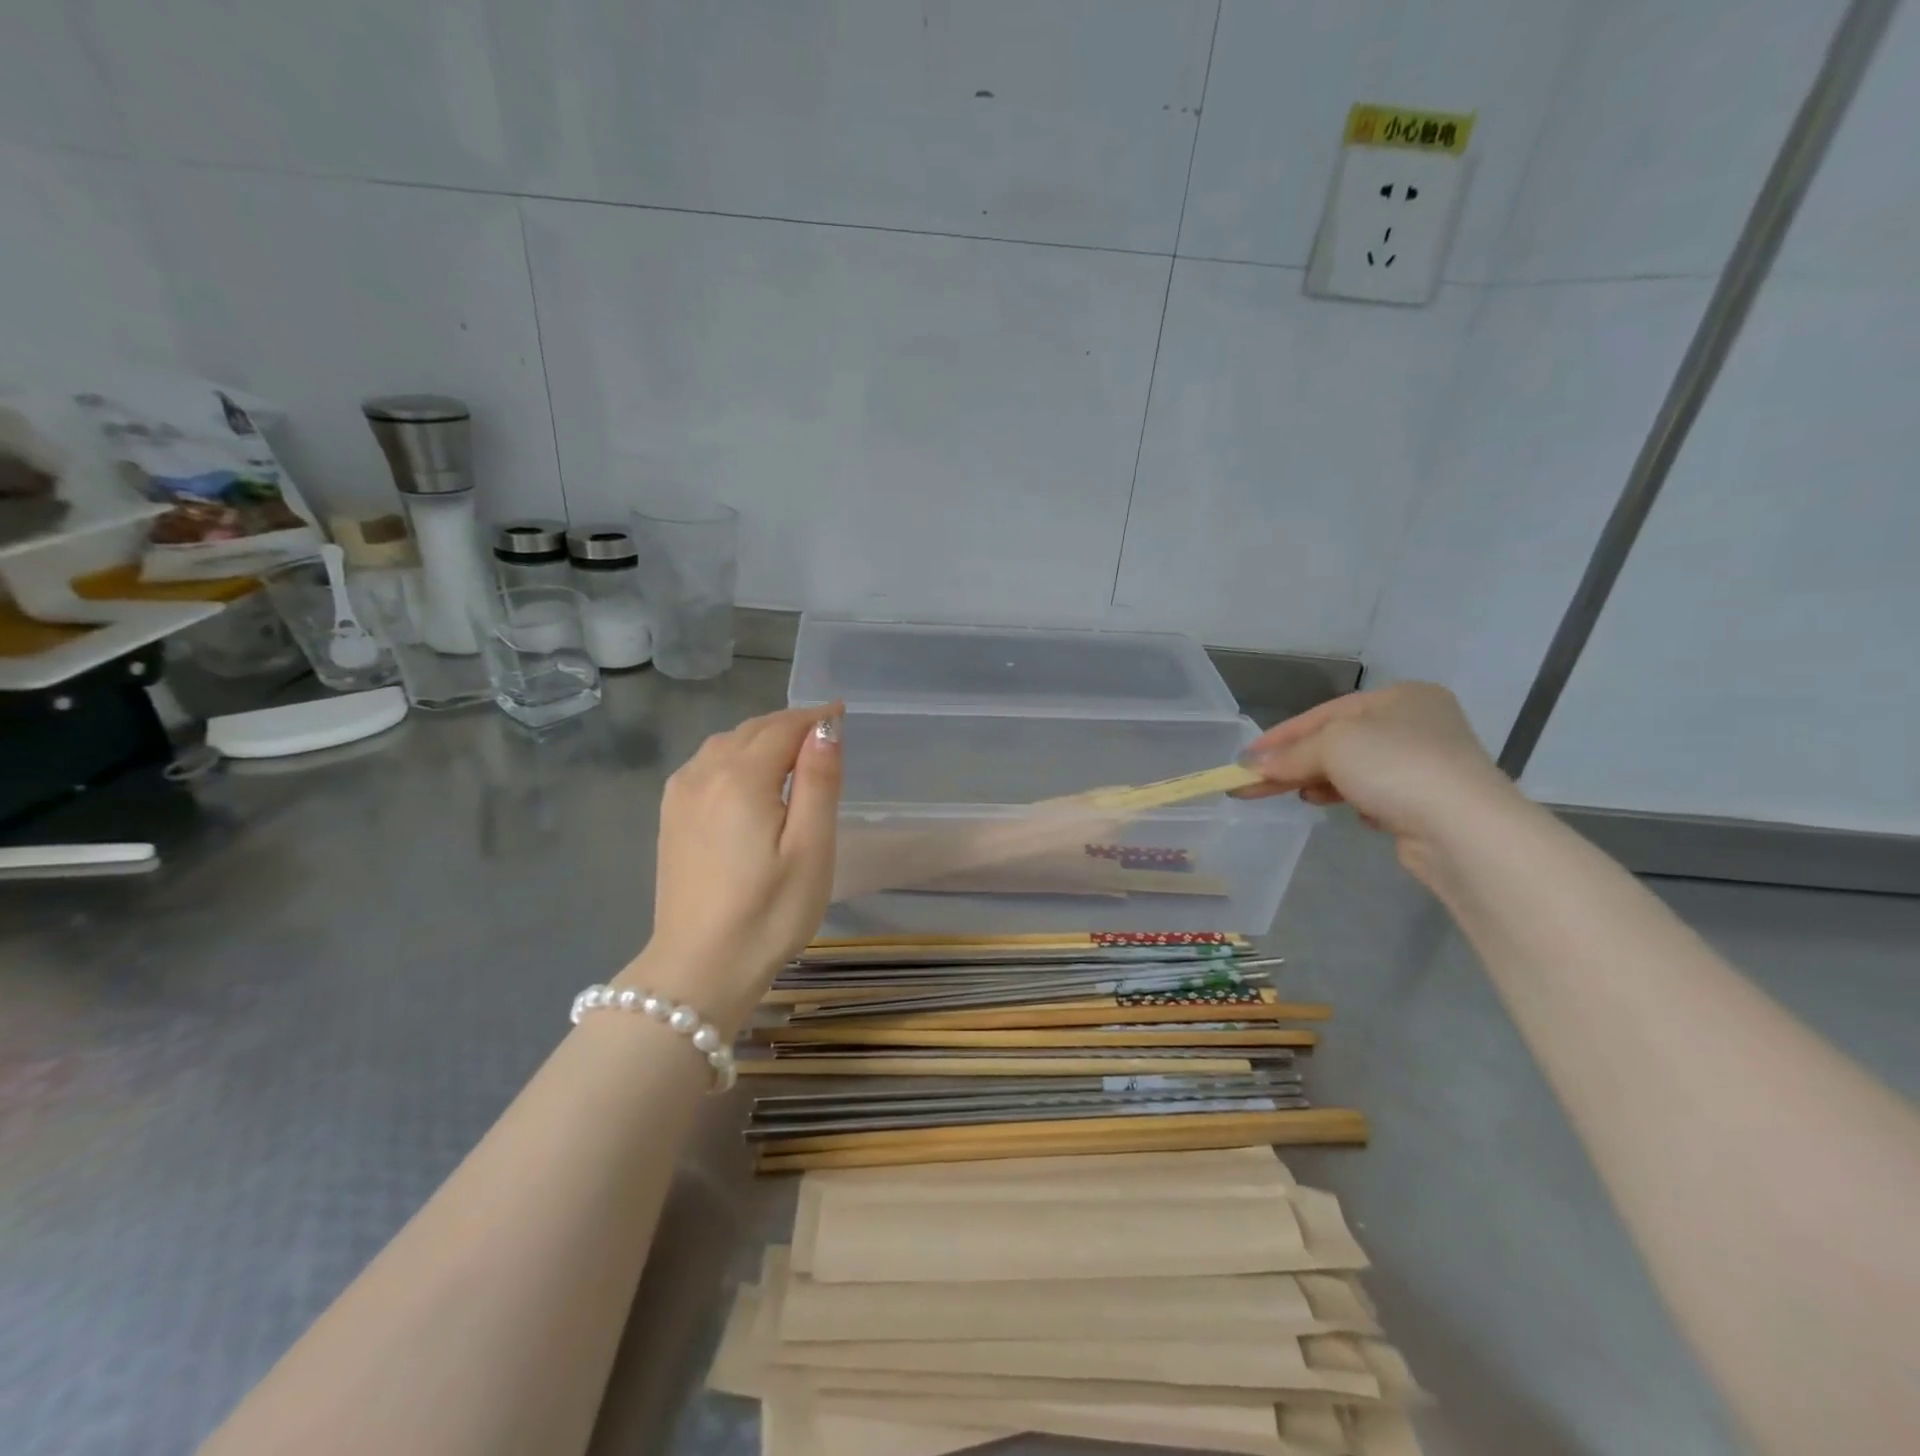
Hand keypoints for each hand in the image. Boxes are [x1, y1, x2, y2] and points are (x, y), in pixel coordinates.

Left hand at [622, 706, 842, 1031]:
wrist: (700, 968)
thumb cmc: (769, 912)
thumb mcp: (810, 848)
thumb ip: (818, 781)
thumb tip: (826, 728)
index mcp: (740, 778)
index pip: (783, 727)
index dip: (816, 717)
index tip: (843, 713)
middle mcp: (703, 774)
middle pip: (752, 730)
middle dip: (789, 724)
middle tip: (825, 733)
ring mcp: (680, 795)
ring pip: (726, 744)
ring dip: (761, 738)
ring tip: (793, 752)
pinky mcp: (671, 817)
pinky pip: (706, 764)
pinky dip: (735, 756)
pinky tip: (749, 777)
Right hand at [1237, 683, 1525, 883]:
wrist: (1463, 829)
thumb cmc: (1396, 766)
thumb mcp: (1332, 746)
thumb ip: (1289, 754)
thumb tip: (1251, 765)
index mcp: (1400, 697)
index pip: (1324, 712)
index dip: (1280, 735)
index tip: (1245, 758)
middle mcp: (1417, 724)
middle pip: (1337, 741)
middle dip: (1294, 762)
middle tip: (1252, 783)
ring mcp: (1426, 765)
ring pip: (1353, 769)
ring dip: (1317, 781)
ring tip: (1293, 795)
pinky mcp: (1427, 802)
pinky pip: (1373, 793)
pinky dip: (1348, 798)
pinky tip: (1333, 807)